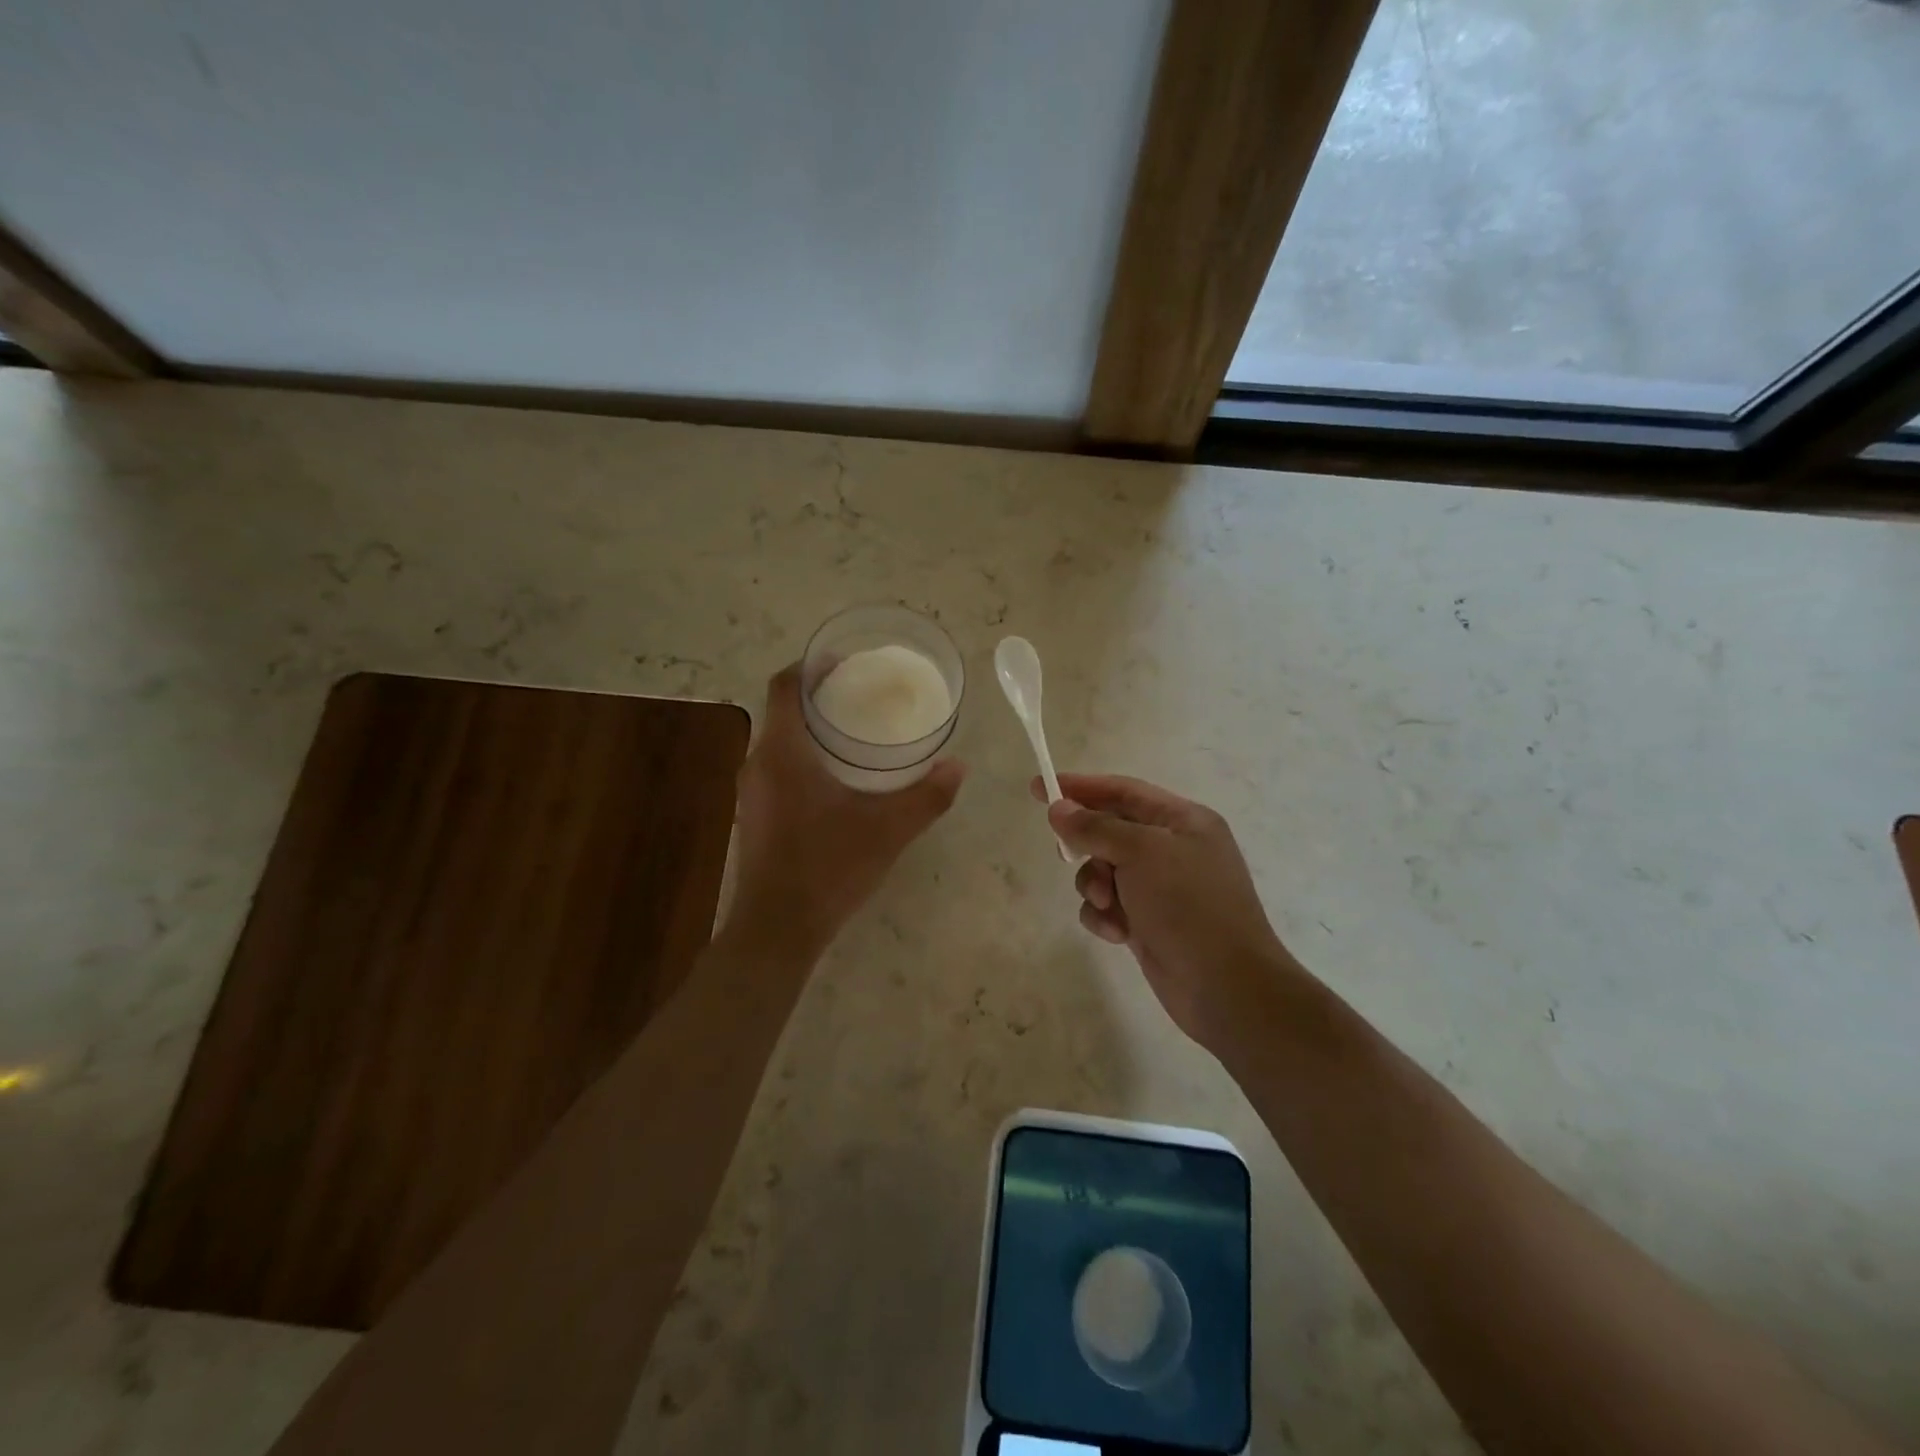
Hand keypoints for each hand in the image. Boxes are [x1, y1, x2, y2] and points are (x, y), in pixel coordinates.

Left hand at [729, 664, 964, 958]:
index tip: (843, 662)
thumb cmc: (829, 867)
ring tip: (853, 733)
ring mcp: (752, 792)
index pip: (784, 686)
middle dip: (817, 697)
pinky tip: (835, 780)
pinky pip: (777, 769)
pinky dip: (802, 758)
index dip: (810, 667)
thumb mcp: (888, 830)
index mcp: (783, 752)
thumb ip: (927, 796)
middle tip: (861, 695)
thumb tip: (958, 767)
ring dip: (809, 730)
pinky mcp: (755, 816)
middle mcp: (758, 763)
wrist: (777, 929)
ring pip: (779, 742)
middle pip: (782, 711)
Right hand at [1035, 774, 1297, 1054]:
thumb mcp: (1142, 853)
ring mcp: (1161, 888)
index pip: (1123, 791)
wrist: (1226, 987)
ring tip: (1107, 904)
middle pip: (1110, 830)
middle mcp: (1173, 849)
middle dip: (1087, 845)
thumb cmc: (1189, 905)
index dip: (1080, 787)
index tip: (1039, 788)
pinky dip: (1105, 916)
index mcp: (1183, 821)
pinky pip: (1109, 906)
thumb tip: (1058, 809)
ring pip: (1104, 870)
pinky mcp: (1148, 922)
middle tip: (1064, 853)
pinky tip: (1116, 932)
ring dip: (1094, 885)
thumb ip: (1096, 827)